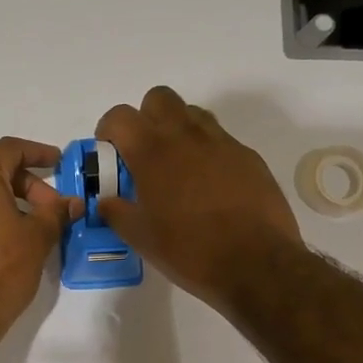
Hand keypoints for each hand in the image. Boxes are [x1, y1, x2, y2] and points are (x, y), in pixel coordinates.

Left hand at [0, 138, 81, 341]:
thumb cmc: (0, 269)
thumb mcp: (37, 239)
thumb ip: (56, 213)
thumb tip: (72, 202)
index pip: (10, 149)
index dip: (38, 152)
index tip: (60, 164)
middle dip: (28, 183)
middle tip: (53, 208)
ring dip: (11, 200)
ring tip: (36, 225)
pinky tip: (12, 238)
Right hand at [96, 86, 301, 307]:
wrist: (256, 264)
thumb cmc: (189, 251)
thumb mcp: (141, 238)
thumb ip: (116, 213)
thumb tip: (106, 200)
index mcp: (152, 152)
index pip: (120, 116)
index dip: (108, 130)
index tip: (110, 152)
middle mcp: (186, 136)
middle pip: (159, 98)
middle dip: (146, 118)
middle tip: (144, 152)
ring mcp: (221, 143)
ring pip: (193, 114)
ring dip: (178, 129)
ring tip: (177, 166)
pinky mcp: (248, 156)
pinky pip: (220, 140)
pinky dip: (207, 152)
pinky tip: (209, 186)